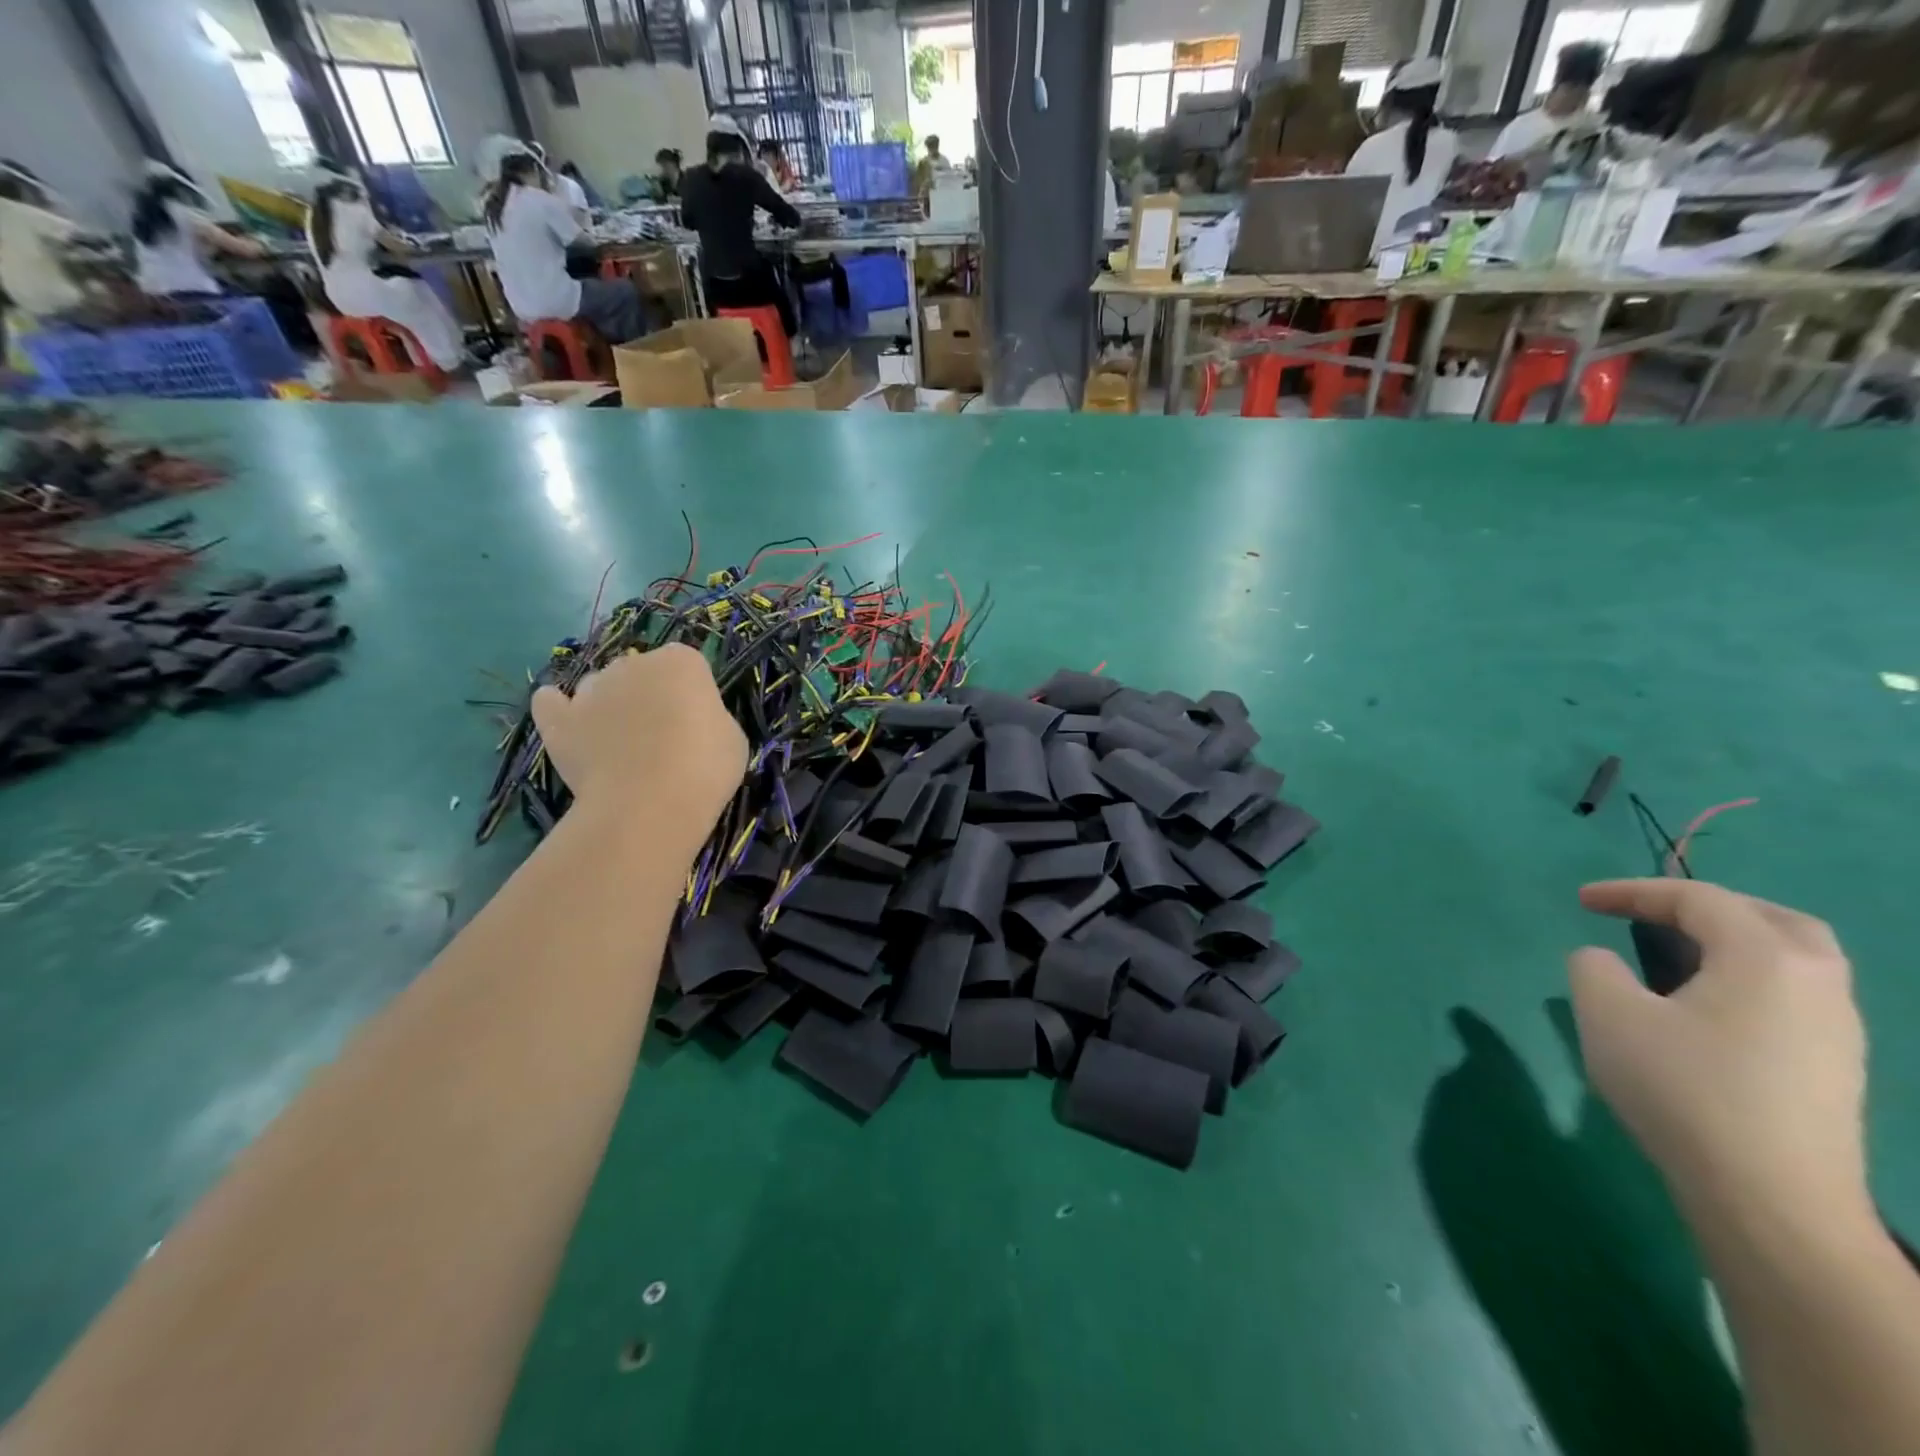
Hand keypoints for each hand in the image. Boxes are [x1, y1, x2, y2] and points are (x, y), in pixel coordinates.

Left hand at [532, 645, 744, 836]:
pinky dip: (558, 708)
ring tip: (620, 744)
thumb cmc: (704, 770)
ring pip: (600, 686)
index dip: (691, 692)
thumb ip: (710, 717)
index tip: (697, 721)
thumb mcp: (732, 738)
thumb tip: (692, 722)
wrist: (648, 807)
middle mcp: (634, 663)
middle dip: (648, 694)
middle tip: (661, 735)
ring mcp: (591, 689)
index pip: (687, 664)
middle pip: (640, 670)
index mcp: (682, 662)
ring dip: (609, 704)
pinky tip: (570, 722)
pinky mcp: (559, 719)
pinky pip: (551, 702)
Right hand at [1569, 878, 1868, 1225]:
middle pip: (1773, 920)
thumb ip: (1594, 967)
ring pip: (1794, 963)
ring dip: (1734, 946)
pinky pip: (1794, 999)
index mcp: (1766, 959)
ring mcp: (1838, 1033)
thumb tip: (1605, 962)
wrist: (1770, 1200)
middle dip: (1708, 908)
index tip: (1581, 901)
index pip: (1698, 899)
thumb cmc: (1683, 1089)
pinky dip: (1748, 982)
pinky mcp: (1835, 1071)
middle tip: (1653, 914)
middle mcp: (1818, 985)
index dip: (1632, 891)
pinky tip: (1707, 1010)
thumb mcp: (1607, 1014)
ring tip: (1676, 957)